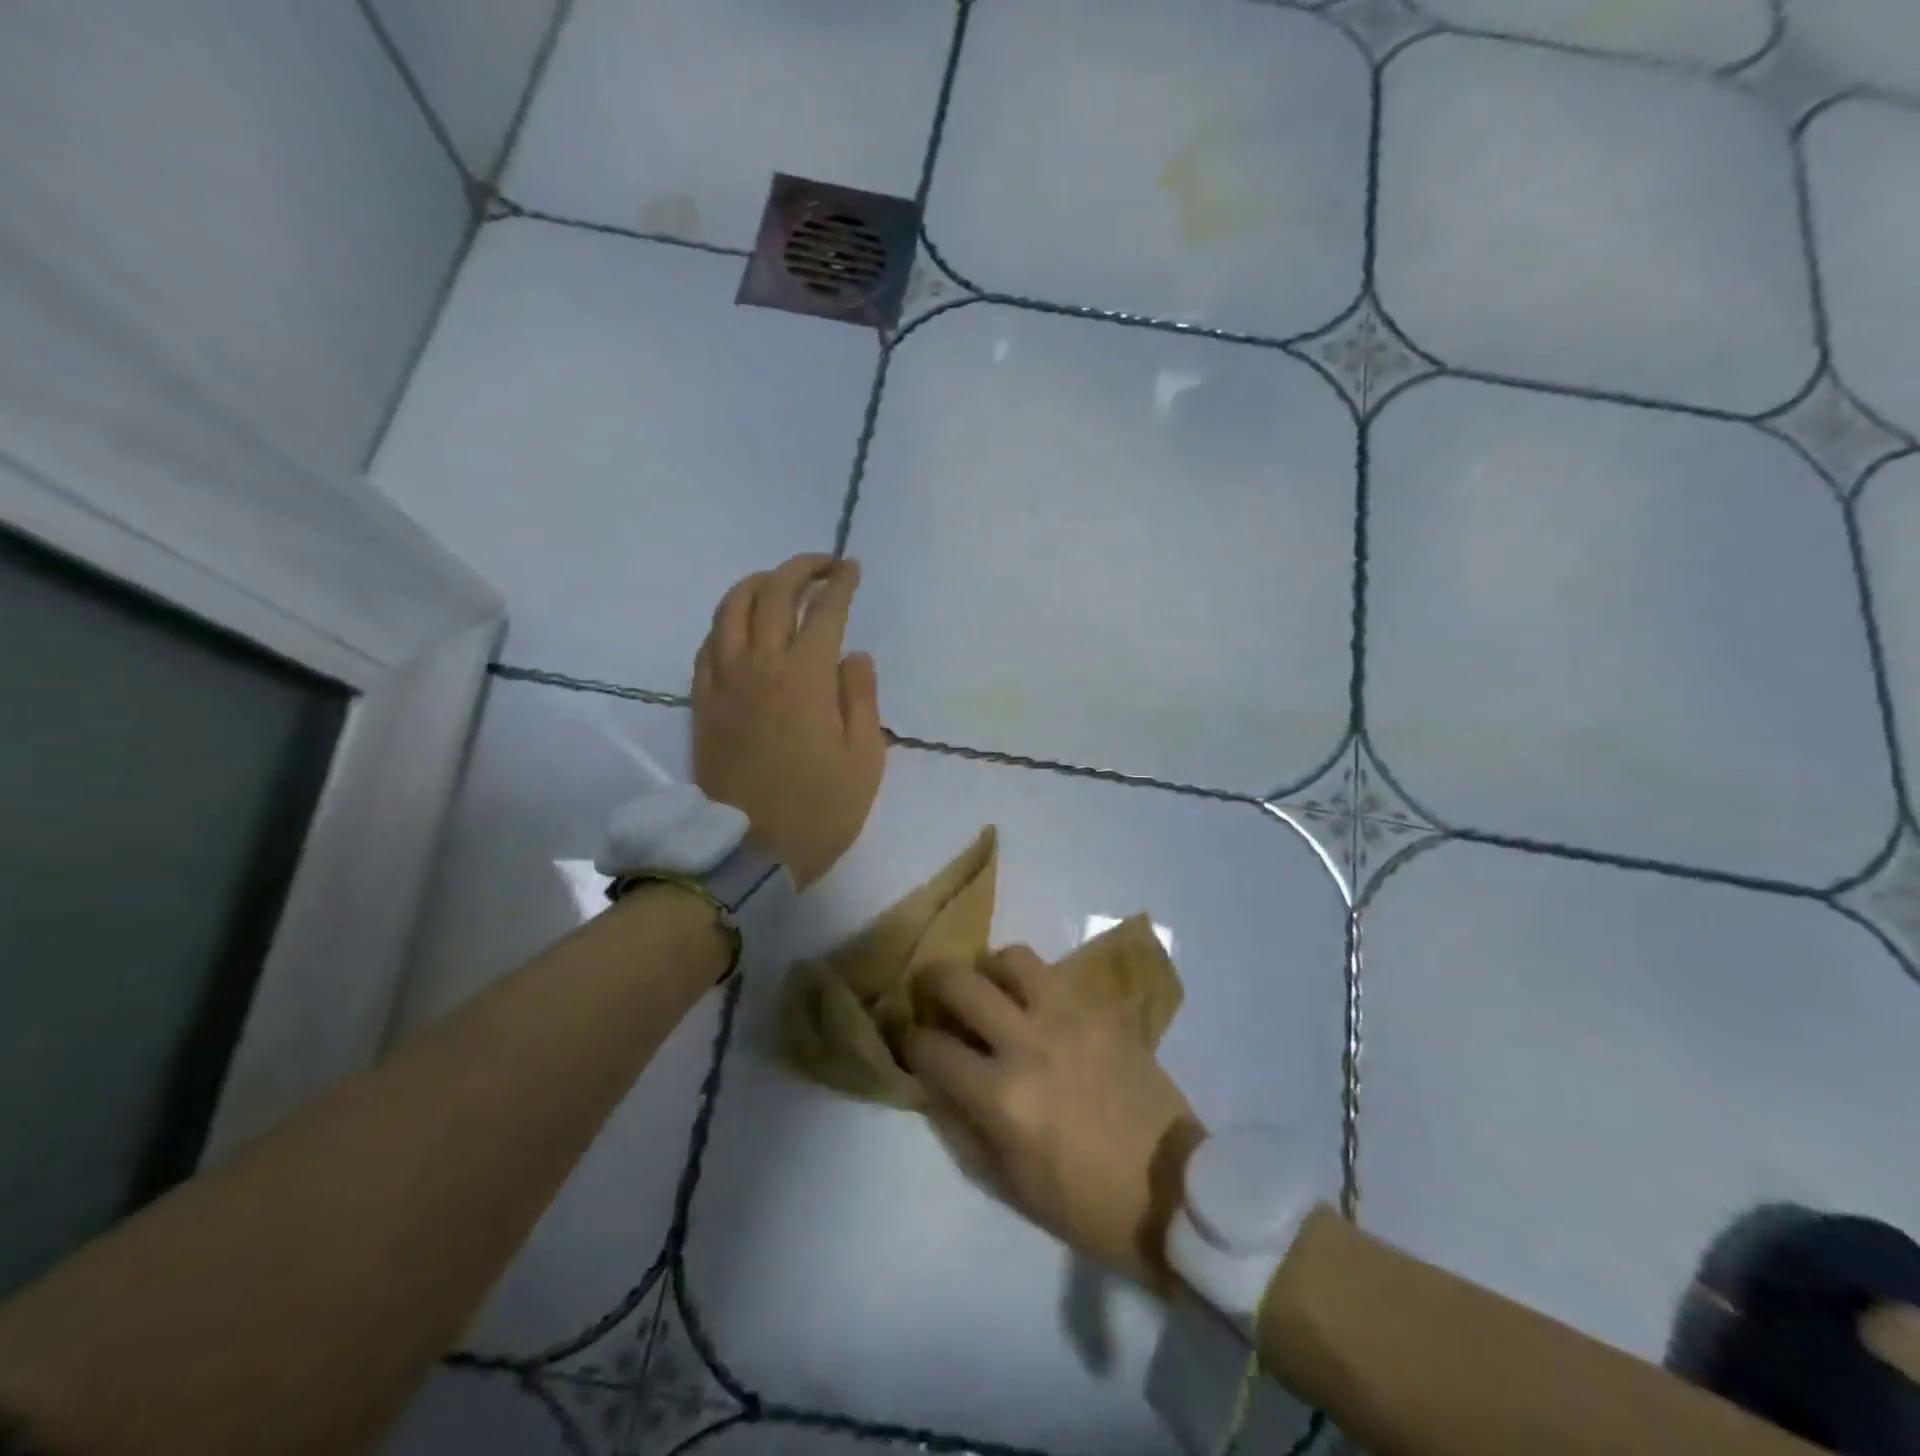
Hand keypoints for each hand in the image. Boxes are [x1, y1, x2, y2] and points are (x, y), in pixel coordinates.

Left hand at [693, 554, 885, 888]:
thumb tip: (853, 654)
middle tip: (823, 566)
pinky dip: (726, 622)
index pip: (824, 611)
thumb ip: (861, 697)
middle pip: (773, 594)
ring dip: (756, 584)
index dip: (840, 583)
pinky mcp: (702, 703)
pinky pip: (708, 645)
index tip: (852, 569)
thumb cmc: (820, 809)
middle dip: (800, 569)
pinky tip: (742, 627)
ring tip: (778, 584)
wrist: (749, 852)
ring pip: (730, 609)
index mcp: (805, 677)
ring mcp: (724, 682)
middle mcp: (759, 666)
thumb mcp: (864, 758)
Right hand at [903, 946, 1206, 1291]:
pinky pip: (1057, 976)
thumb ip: (966, 1128)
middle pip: (962, 983)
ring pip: (1012, 959)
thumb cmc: (1087, 1204)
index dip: (911, 1041)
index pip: (932, 1048)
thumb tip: (937, 1085)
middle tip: (932, 991)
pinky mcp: (1102, 1011)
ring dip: (991, 969)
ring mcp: (1069, 1018)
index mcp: (1001, 1096)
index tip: (911, 1040)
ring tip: (992, 989)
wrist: (1173, 1190)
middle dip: (934, 981)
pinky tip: (1038, 1004)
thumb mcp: (1011, 1185)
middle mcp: (1028, 1042)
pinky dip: (1036, 983)